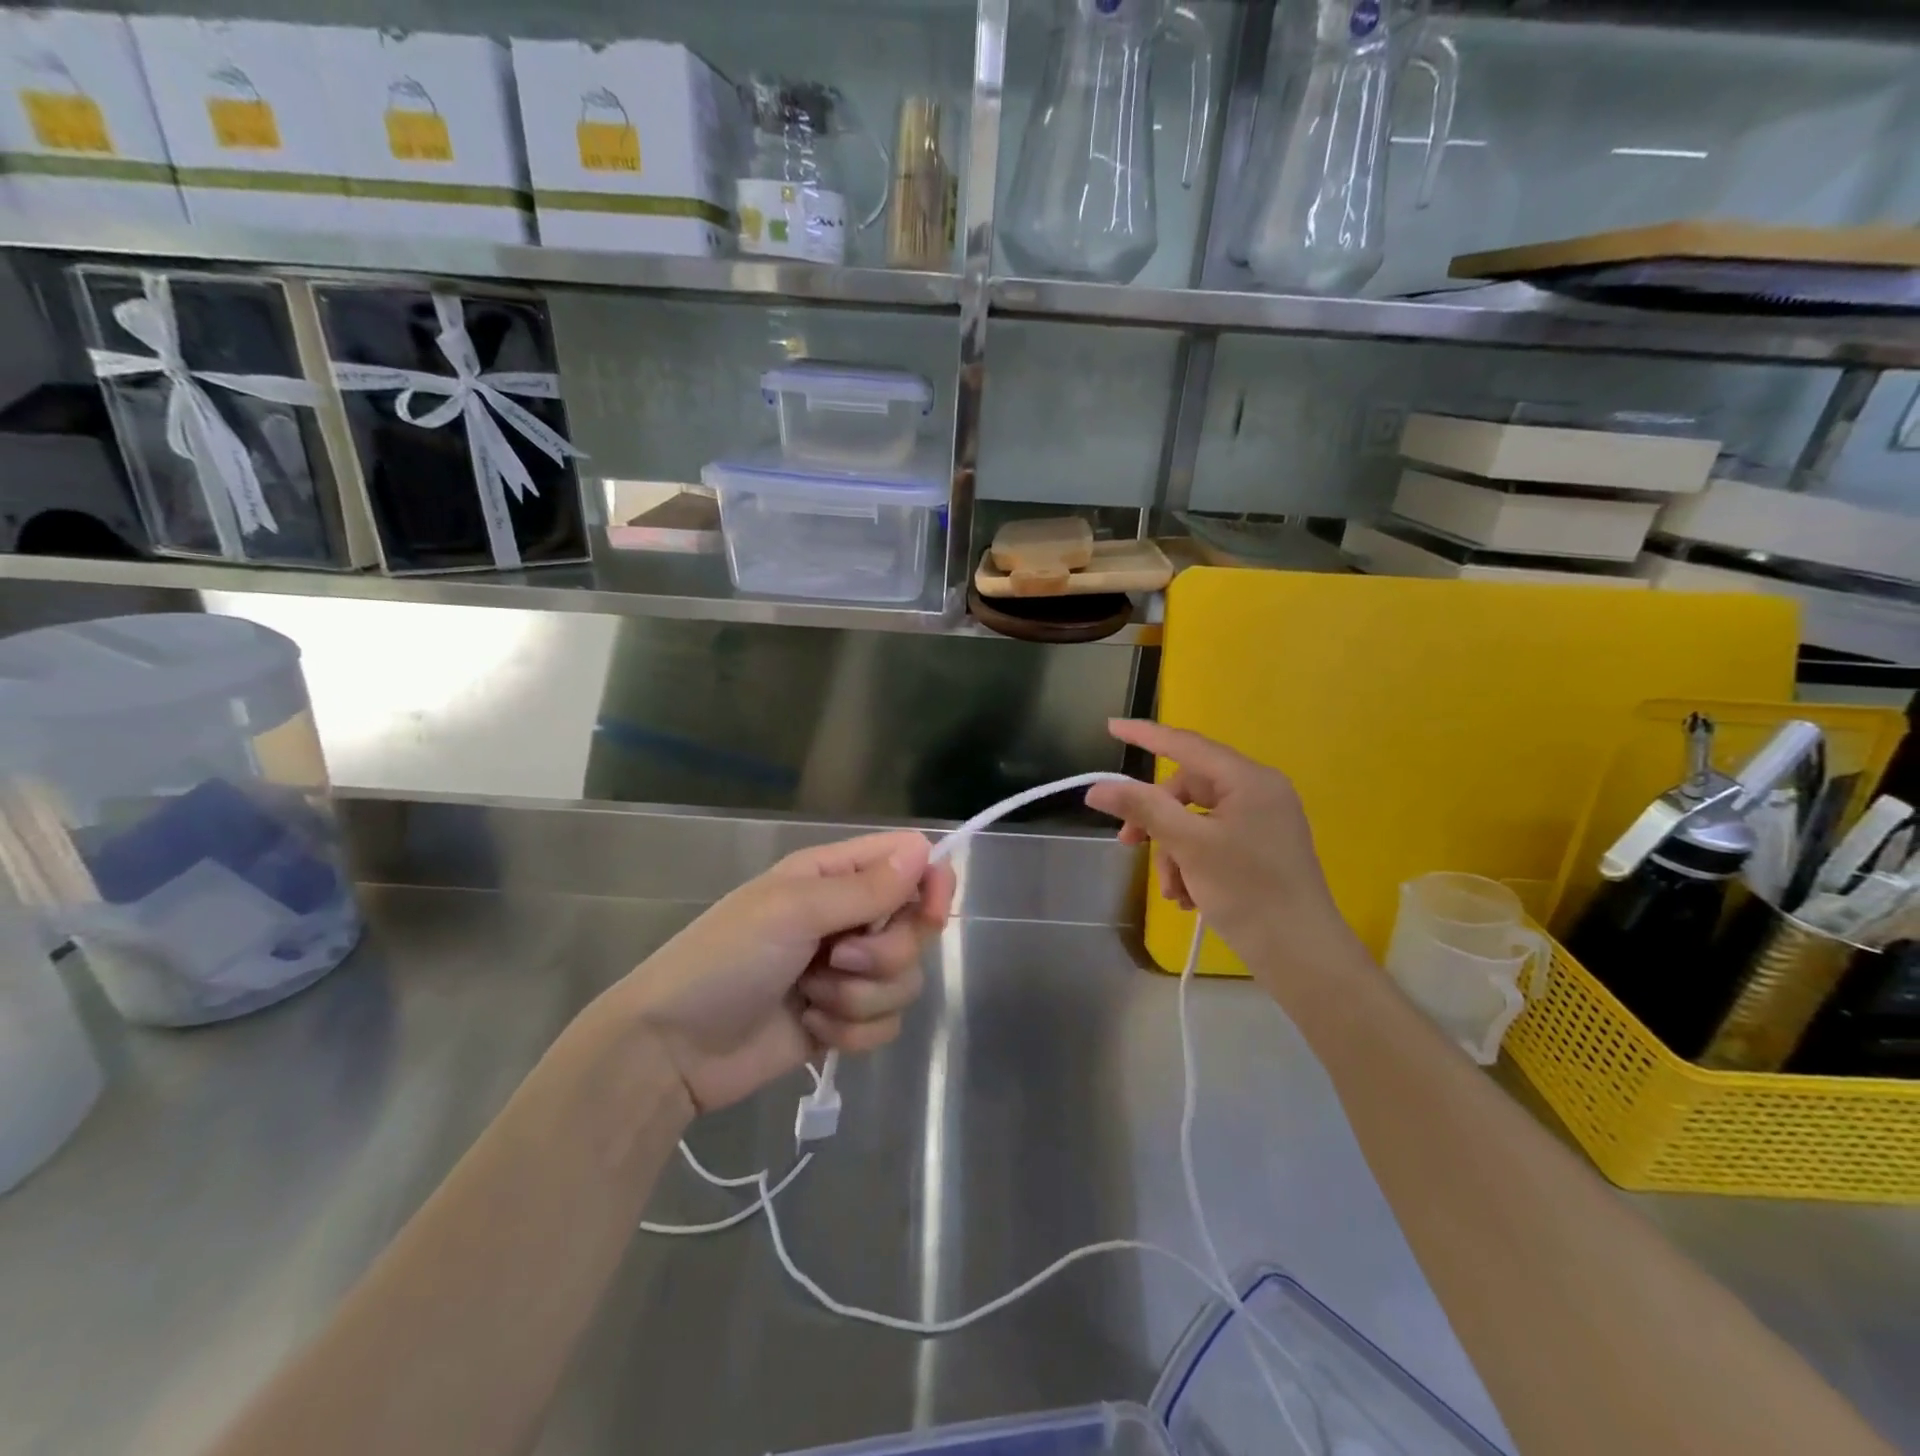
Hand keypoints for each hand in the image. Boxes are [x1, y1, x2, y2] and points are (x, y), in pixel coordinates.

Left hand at [609, 831, 954, 1114]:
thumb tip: (923, 850)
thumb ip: (864, 888)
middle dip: (884, 953)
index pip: (906, 862)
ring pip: (905, 980)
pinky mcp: (844, 1019)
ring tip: (811, 997)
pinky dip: (852, 1030)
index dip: (929, 882)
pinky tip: (812, 1027)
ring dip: (861, 996)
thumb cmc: (726, 959)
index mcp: (833, 876)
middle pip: (914, 927)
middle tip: (837, 959)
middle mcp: (848, 918)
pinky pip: (886, 1023)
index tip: (931, 911)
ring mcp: (847, 971)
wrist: (675, 1048)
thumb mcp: (792, 911)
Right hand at [1084, 720, 1355, 978]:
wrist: (1303, 956)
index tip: (1110, 727)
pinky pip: (1212, 841)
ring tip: (1173, 891)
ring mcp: (1262, 822)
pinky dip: (1192, 864)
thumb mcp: (1188, 846)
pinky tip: (1189, 898)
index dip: (1145, 735)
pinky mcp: (1261, 850)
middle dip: (1158, 821)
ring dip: (1173, 852)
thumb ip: (1143, 809)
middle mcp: (1259, 792)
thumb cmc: (1248, 891)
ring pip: (1195, 821)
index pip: (1186, 745)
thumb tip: (1097, 788)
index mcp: (1249, 780)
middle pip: (1188, 790)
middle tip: (1129, 845)